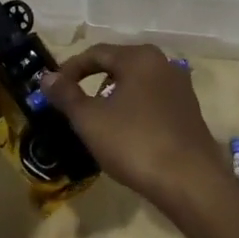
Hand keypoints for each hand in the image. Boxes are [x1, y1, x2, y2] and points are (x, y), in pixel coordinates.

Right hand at [41, 44, 232, 210]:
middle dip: (93, 82)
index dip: (70, 69)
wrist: (192, 184)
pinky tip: (127, 135)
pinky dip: (135, 110)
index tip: (53, 89)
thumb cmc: (135, 143)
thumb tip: (46, 77)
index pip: (96, 53)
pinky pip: (153, 102)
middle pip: (118, 66)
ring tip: (99, 122)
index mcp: (139, 57)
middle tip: (74, 104)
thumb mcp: (90, 120)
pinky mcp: (191, 113)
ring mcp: (181, 88)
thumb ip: (66, 95)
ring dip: (114, 97)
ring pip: (137, 84)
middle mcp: (163, 64)